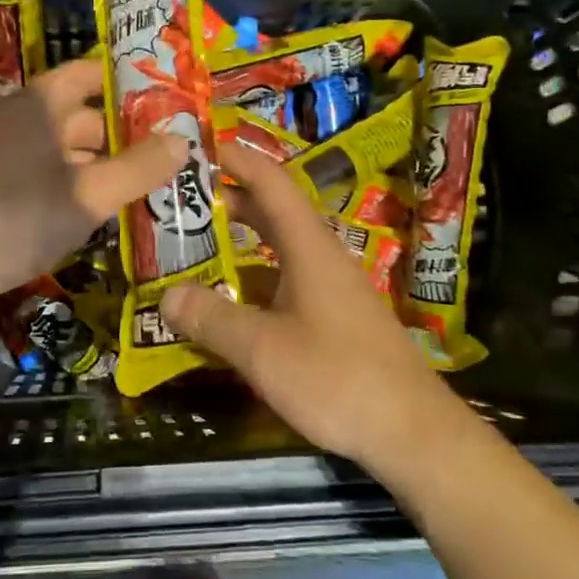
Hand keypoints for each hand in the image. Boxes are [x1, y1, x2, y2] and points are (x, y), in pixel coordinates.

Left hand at [0, 59, 185, 306]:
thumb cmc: (19, 217)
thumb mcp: (90, 195)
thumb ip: (139, 167)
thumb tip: (184, 141)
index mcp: (41, 104)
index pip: (90, 73)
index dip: (129, 81)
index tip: (169, 97)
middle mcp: (21, 118)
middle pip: (83, 114)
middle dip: (126, 131)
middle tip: (171, 148)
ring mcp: (5, 151)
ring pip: (67, 147)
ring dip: (105, 161)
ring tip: (148, 180)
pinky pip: (48, 171)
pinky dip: (78, 181)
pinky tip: (103, 206)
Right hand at [159, 142, 460, 472]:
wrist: (413, 432)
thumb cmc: (336, 377)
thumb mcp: (262, 349)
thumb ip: (212, 319)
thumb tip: (166, 297)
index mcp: (309, 247)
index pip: (271, 184)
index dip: (237, 160)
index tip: (199, 146)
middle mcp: (323, 259)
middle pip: (273, 214)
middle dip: (228, 203)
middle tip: (181, 203)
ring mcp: (332, 291)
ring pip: (278, 253)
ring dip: (238, 248)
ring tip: (193, 252)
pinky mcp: (337, 321)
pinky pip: (286, 286)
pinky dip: (253, 284)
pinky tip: (228, 308)